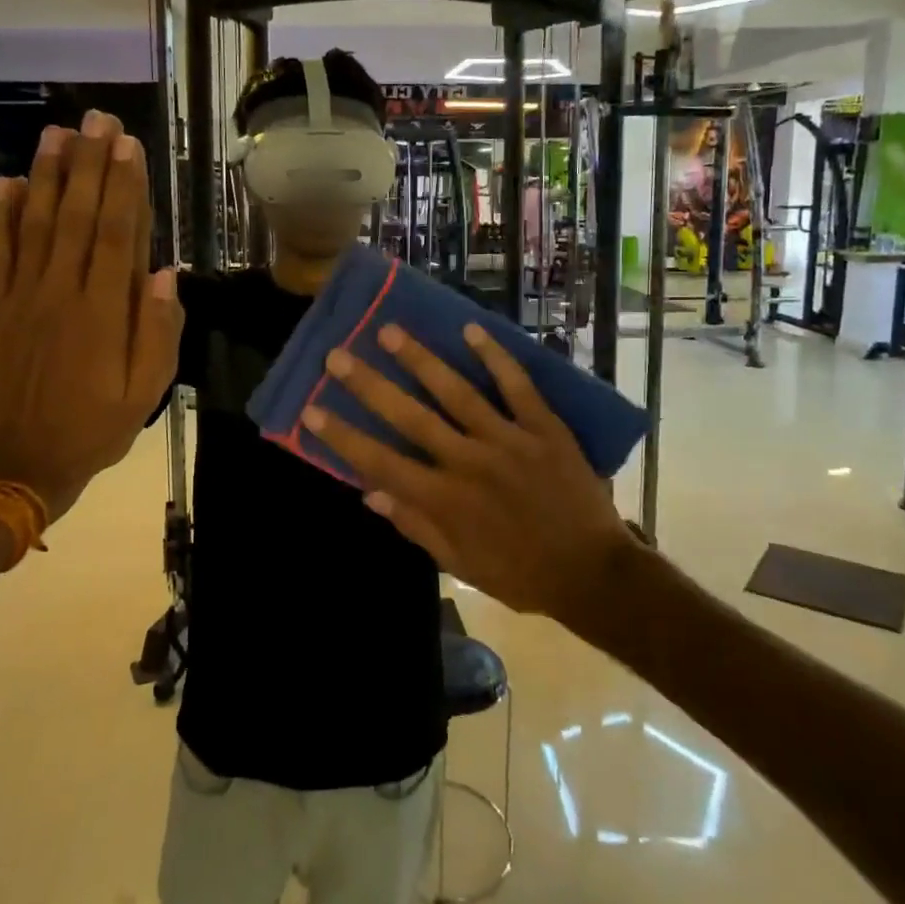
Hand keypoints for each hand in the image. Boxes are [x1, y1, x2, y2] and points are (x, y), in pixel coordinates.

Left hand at [0, 111, 181, 519]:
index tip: (128, 145)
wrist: (22, 462)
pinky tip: (6, 182)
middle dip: (89, 164)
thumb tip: (167, 275)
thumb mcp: (146, 390)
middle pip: (76, 217)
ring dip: (46, 176)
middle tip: (96, 119)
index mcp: (103, 313)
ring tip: (58, 133)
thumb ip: (159, 332)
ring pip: (34, 224)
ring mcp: (21, 297)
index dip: (124, 187)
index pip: (116, 235)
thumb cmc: (96, 426)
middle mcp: (61, 293)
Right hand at [301, 322, 633, 619]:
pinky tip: (471, 330)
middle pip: (410, 417)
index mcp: (445, 500)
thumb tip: (370, 494)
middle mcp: (469, 462)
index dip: (343, 436)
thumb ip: (416, 527)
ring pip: (456, 392)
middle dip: (369, 386)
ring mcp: (508, 439)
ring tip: (389, 331)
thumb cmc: (521, 573)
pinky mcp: (544, 427)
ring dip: (420, 360)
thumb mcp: (462, 565)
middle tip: (338, 356)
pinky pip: (517, 386)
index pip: (381, 462)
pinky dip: (495, 357)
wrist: (593, 573)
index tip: (312, 410)